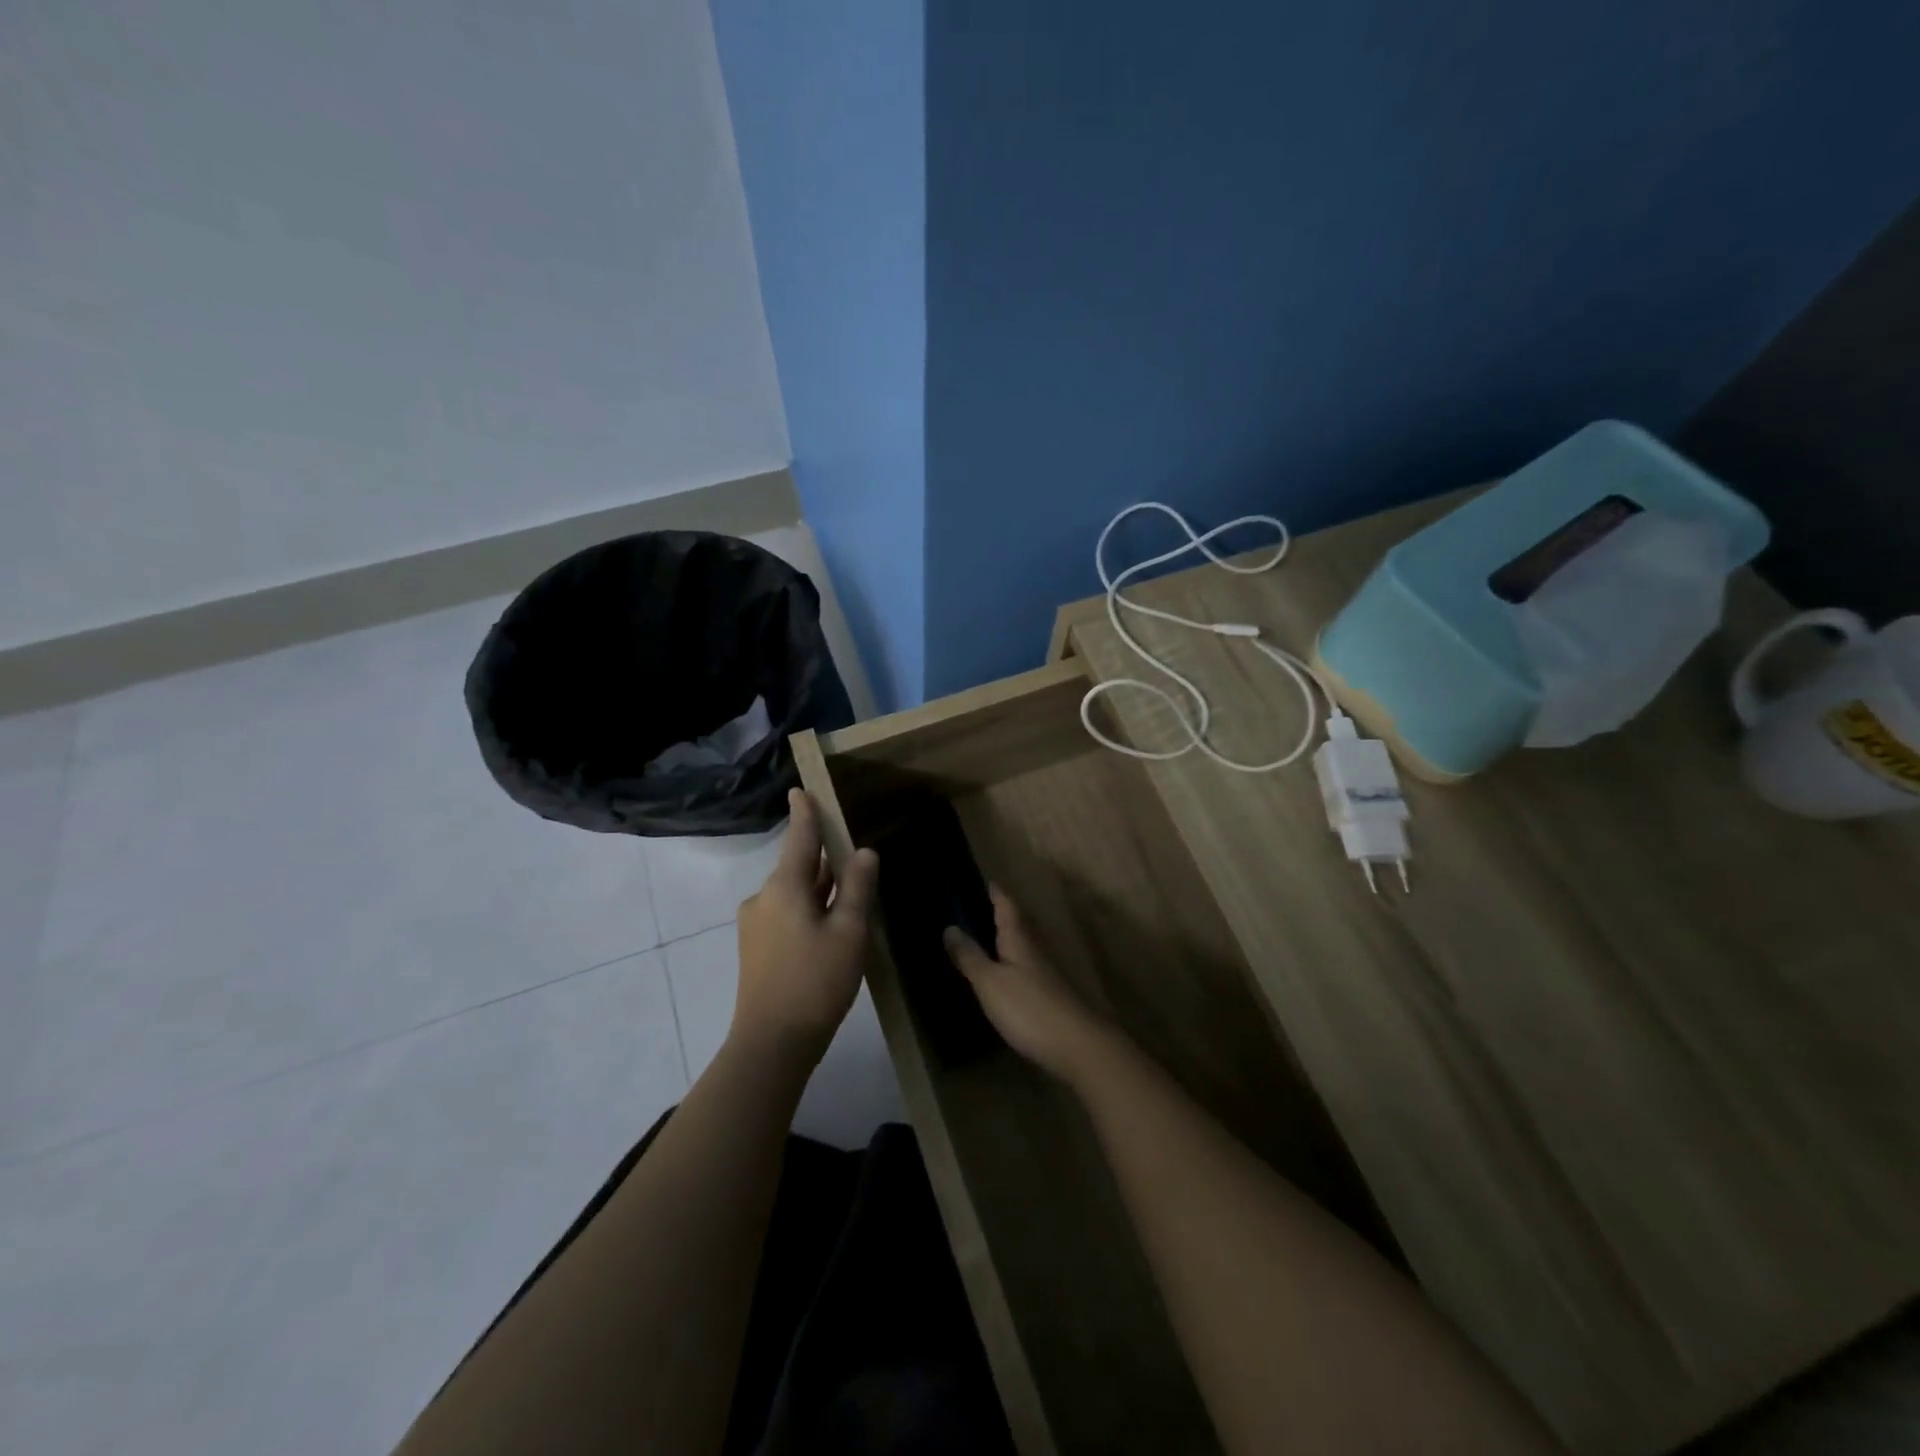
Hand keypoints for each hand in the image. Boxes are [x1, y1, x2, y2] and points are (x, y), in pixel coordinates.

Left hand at [734, 790, 878, 1063]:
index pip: (800, 838)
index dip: (805, 813)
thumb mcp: (849, 931)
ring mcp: (756, 923)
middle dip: (824, 858)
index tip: (801, 789)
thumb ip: (856, 887)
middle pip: (798, 866)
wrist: (772, 1042)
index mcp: (784, 887)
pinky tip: (830, 926)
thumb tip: (864, 852)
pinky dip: (809, 910)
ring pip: (794, 893)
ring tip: (850, 892)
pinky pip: (787, 913)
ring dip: (819, 889)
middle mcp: (764, 897)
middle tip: (853, 854)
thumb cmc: (816, 981)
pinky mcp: (756, 947)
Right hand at [943, 888, 1115, 1083]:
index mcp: (1019, 939)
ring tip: (983, 939)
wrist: (1077, 1046)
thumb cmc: (1028, 1008)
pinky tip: (1002, 976)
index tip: (984, 881)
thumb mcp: (990, 982)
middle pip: (1017, 924)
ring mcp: (1046, 973)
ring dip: (1005, 939)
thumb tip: (950, 927)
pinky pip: (1026, 969)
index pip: (1006, 906)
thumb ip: (970, 956)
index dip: (995, 893)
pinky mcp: (1050, 996)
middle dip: (999, 914)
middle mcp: (1035, 949)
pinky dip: (1011, 964)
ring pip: (1022, 946)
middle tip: (976, 908)